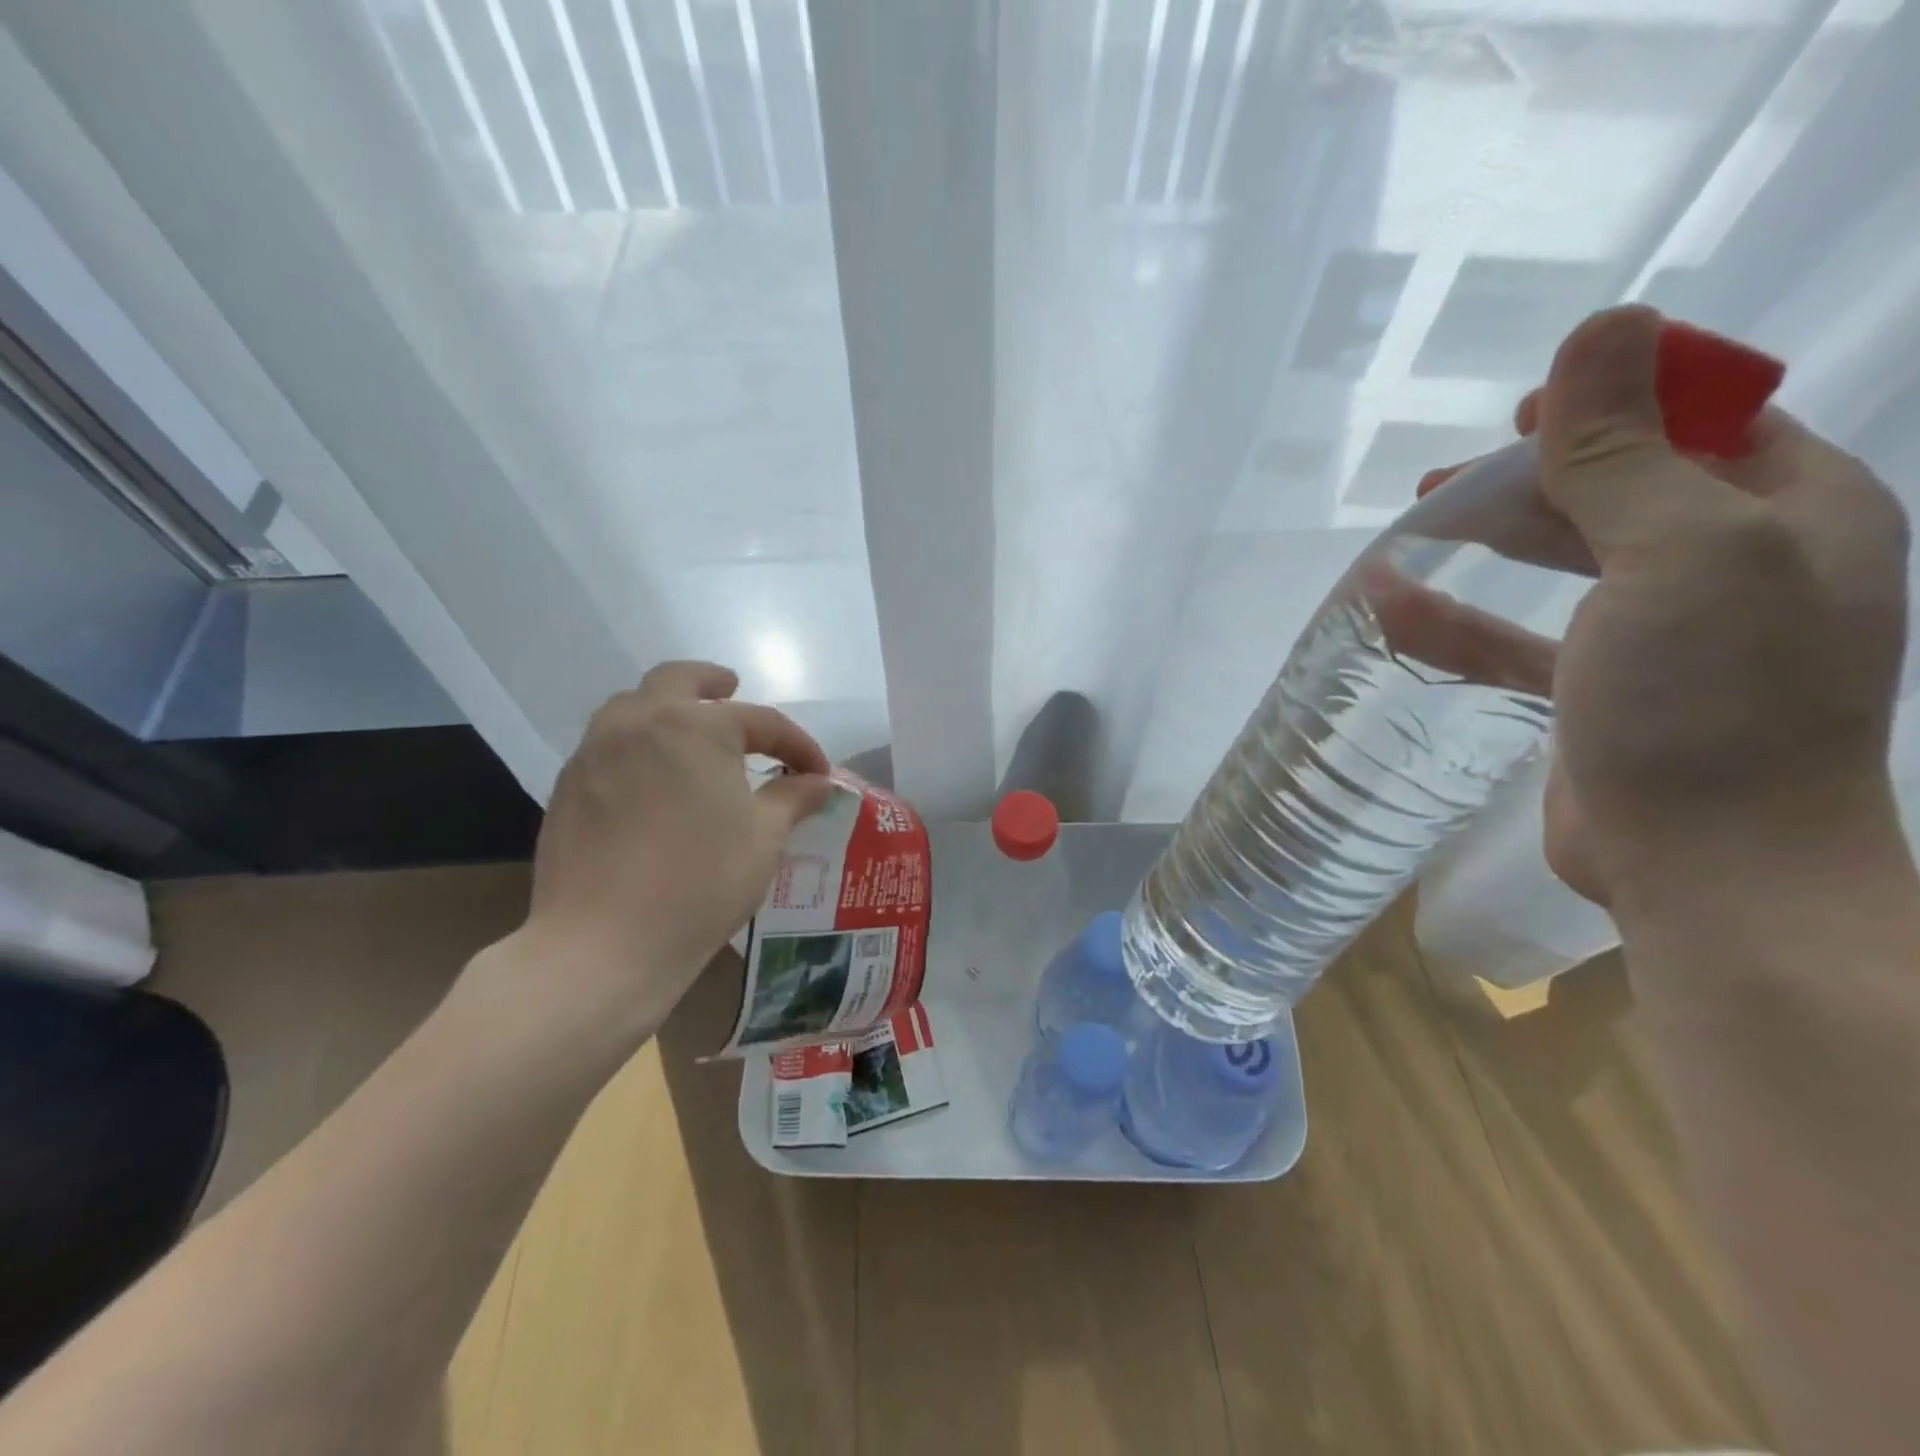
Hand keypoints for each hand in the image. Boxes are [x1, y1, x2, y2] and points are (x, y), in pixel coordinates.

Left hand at [506, 661, 832, 1036]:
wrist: (604, 944)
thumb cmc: (701, 883)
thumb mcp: (763, 838)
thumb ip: (793, 798)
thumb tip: (819, 783)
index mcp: (696, 727)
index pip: (761, 721)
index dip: (797, 745)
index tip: (818, 772)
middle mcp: (640, 722)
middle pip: (678, 679)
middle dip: (712, 681)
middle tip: (732, 689)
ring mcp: (595, 752)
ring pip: (632, 706)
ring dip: (666, 707)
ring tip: (688, 733)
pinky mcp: (568, 786)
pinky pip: (608, 745)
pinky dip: (637, 744)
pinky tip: (652, 779)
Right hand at [1396, 307, 1907, 906]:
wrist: (1708, 866)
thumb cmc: (1711, 698)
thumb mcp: (1678, 551)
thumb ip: (1625, 450)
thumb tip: (1605, 326)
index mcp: (1792, 515)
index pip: (1709, 421)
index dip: (1620, 401)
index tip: (1525, 412)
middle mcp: (1735, 567)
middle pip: (1620, 491)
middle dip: (1532, 477)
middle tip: (1442, 480)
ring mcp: (1660, 636)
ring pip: (1562, 564)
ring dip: (1485, 543)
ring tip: (1410, 527)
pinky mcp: (1595, 693)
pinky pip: (1517, 638)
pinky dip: (1456, 620)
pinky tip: (1391, 606)